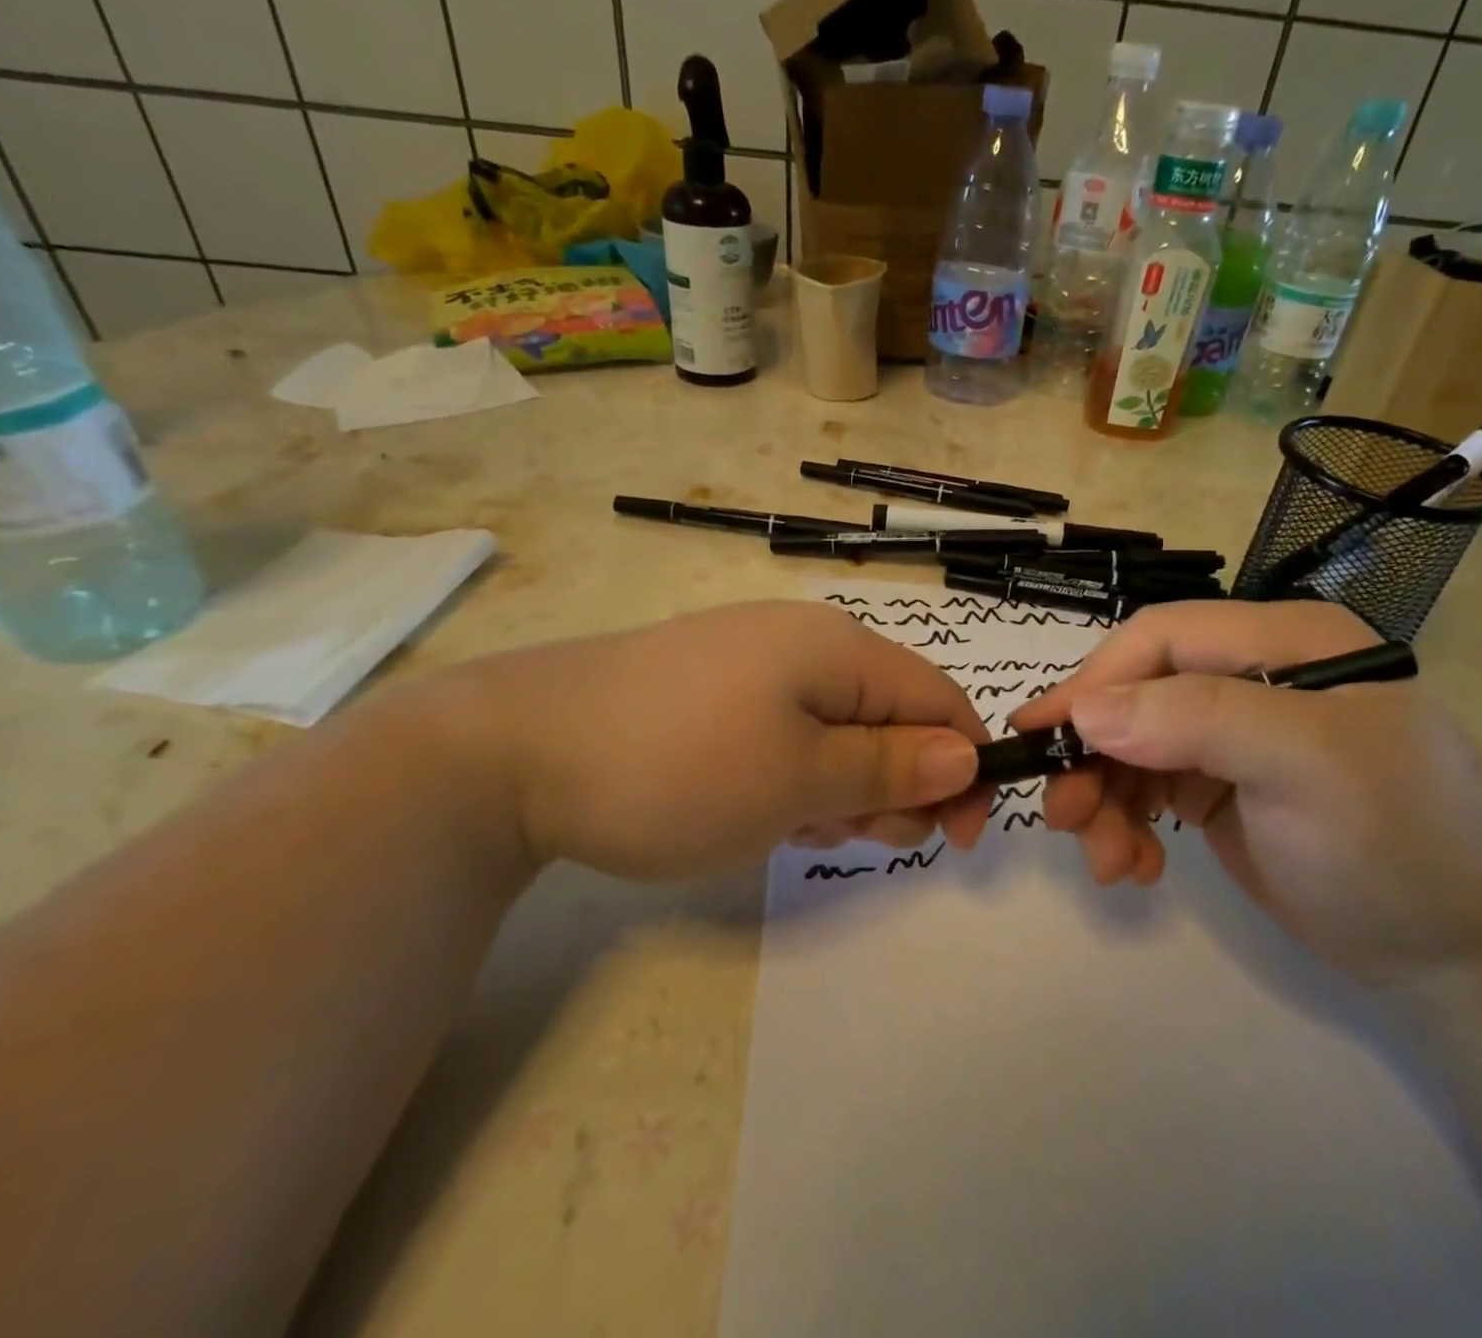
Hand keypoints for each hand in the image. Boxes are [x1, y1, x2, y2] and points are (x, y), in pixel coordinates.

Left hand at [436, 601, 990, 880]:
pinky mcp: (716, 693)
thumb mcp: (801, 779)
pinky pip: (788, 734)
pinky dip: (796, 779)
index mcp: (840, 648)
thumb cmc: (680, 766)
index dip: (964, 766)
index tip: (957, 838)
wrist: (515, 752)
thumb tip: (966, 755)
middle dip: (896, 785)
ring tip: (799, 830)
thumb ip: (892, 767)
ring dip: (844, 788)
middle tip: (857, 839)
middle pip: (892, 716)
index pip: (940, 699)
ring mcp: (755, 666)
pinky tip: (762, 812)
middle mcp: (806, 643)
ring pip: (839, 731)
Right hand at [1009, 601, 1481, 986]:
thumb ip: (1198, 720)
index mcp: (1284, 642)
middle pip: (1136, 693)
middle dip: (1093, 755)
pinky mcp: (1219, 784)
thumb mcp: (1308, 768)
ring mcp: (1233, 733)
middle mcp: (1253, 675)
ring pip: (1130, 744)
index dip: (1095, 680)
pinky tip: (1135, 865)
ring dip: (1103, 799)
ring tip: (1106, 861)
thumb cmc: (1398, 846)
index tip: (1041, 736)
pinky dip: (1125, 822)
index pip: (1162, 637)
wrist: (1464, 956)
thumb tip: (1087, 712)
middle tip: (1063, 817)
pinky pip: (1145, 786)